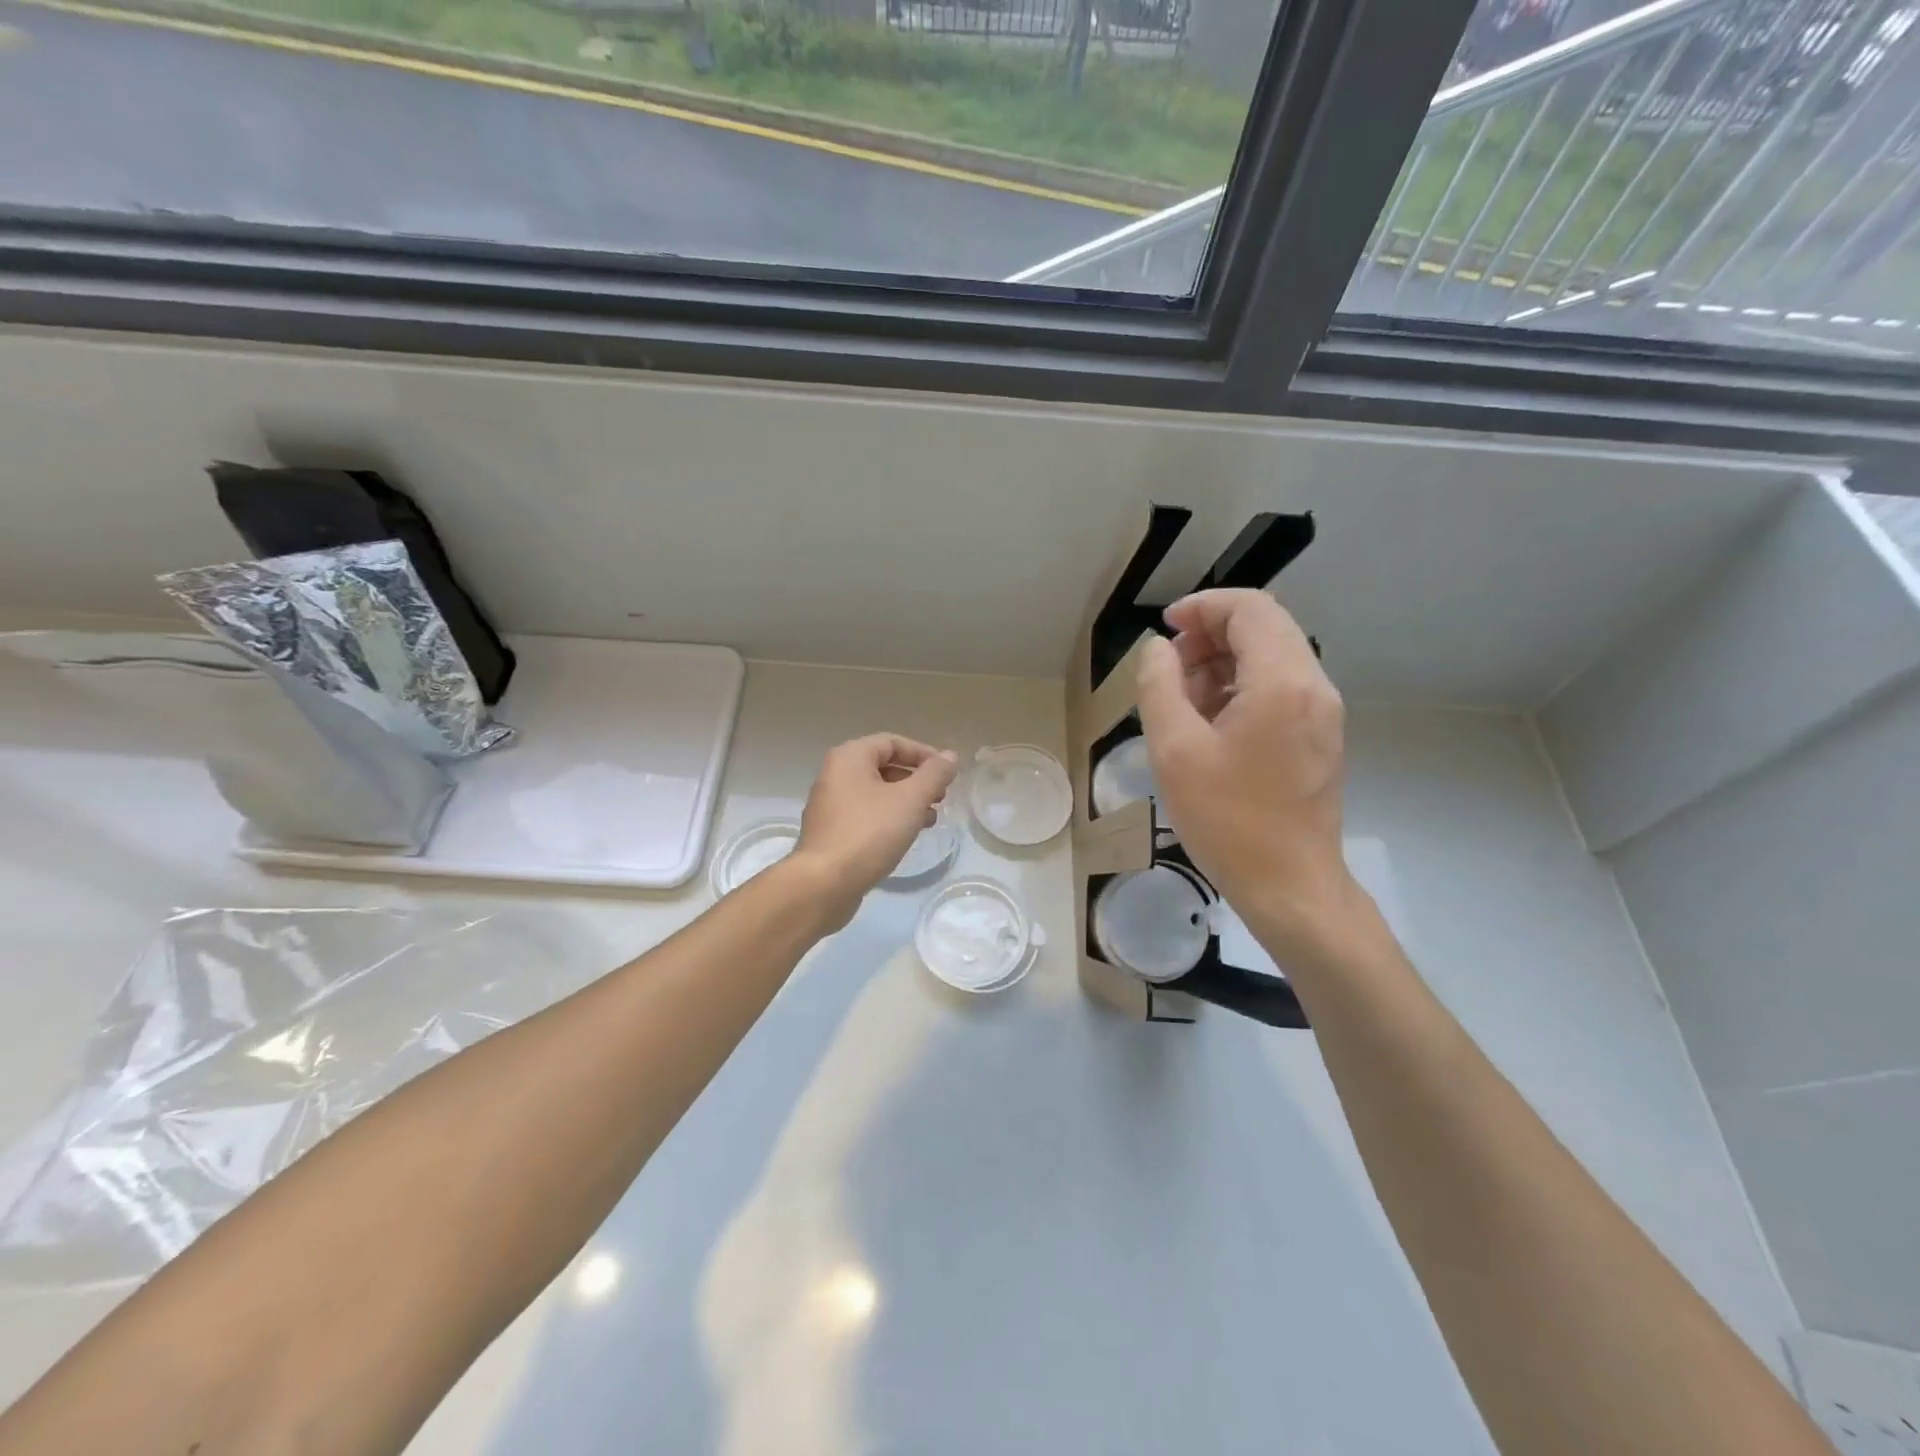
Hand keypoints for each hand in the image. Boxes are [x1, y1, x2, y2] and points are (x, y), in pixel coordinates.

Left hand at [790, 734, 958, 929]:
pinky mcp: (831, 832)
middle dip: (917, 780)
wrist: (824, 883)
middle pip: (883, 766)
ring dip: (906, 801)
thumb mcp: (910, 800)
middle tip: (941, 797)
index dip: (924, 754)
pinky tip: (906, 836)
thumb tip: (950, 756)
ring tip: (930, 819)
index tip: (947, 774)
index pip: (892, 742)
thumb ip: (934, 775)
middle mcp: (835, 775)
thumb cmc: (869, 832)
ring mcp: (830, 805)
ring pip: (876, 793)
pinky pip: (866, 815)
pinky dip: (889, 818)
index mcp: (849, 757)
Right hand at [1135, 589, 1357, 961]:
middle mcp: (1314, 686)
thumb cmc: (1228, 820)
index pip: (1250, 609)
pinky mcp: (1320, 736)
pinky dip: (1243, 686)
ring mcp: (1323, 712)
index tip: (1165, 628)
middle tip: (1169, 666)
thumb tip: (1158, 649)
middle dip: (1211, 633)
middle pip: (1265, 628)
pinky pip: (1281, 688)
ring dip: (1224, 661)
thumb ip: (1159, 686)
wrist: (1290, 885)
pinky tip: (1210, 722)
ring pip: (1273, 657)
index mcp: (1282, 682)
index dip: (1203, 607)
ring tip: (1182, 698)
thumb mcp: (1175, 750)